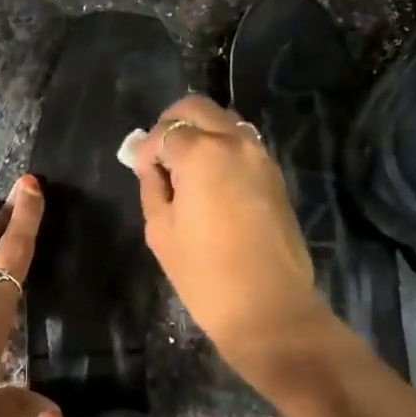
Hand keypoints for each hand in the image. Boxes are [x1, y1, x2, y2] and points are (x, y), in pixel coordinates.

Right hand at [131, 95, 336, 381]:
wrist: (268, 308)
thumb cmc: (204, 274)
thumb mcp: (160, 230)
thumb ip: (152, 186)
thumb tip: (150, 163)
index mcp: (202, 153)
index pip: (165, 131)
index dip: (146, 149)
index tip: (139, 170)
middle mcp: (235, 142)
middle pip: (197, 108)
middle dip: (172, 125)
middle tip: (158, 157)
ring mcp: (261, 156)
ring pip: (224, 121)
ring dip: (200, 133)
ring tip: (183, 169)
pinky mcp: (275, 174)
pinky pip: (242, 143)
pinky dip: (221, 148)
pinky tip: (209, 180)